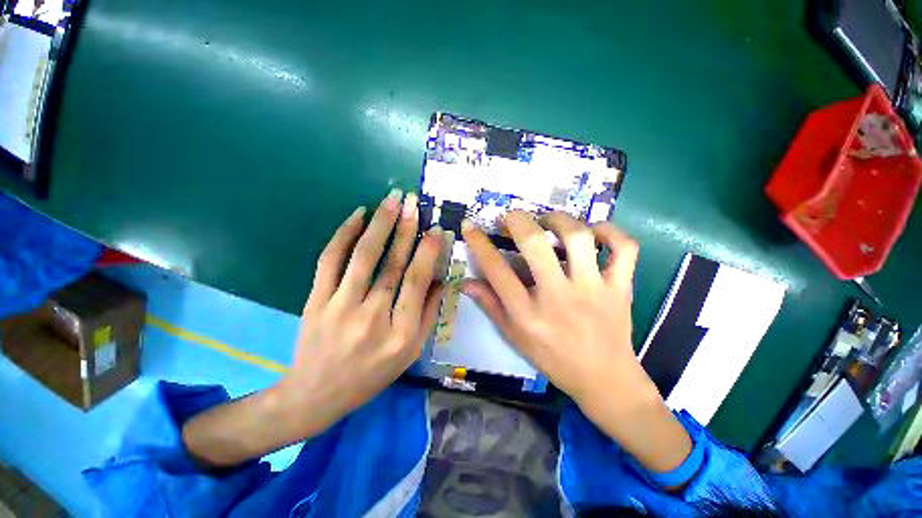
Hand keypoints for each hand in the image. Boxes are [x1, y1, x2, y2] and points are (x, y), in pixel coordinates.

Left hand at [183, 190, 444, 466]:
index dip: (428, 252)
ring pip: (363, 257)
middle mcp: (373, 317)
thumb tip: (441, 279)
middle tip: (413, 202)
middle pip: (392, 265)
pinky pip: (330, 260)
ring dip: (379, 224)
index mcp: (401, 334)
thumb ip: (428, 314)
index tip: (435, 229)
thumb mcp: (411, 352)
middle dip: (405, 229)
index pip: (417, 282)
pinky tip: (357, 215)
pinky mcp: (316, 300)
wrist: (317, 394)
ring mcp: (340, 307)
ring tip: (391, 201)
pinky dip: (343, 234)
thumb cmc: (372, 374)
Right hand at [461, 210, 642, 403]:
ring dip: (559, 220)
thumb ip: (490, 305)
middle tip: (511, 217)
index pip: (496, 270)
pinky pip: (624, 248)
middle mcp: (558, 296)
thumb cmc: (552, 358)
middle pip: (535, 244)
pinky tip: (594, 233)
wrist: (605, 379)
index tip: (469, 225)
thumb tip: (465, 281)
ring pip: (578, 237)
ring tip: (548, 221)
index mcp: (528, 313)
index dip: (479, 243)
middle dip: (517, 221)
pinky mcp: (621, 287)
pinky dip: (610, 232)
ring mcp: (594, 289)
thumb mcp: (514, 336)